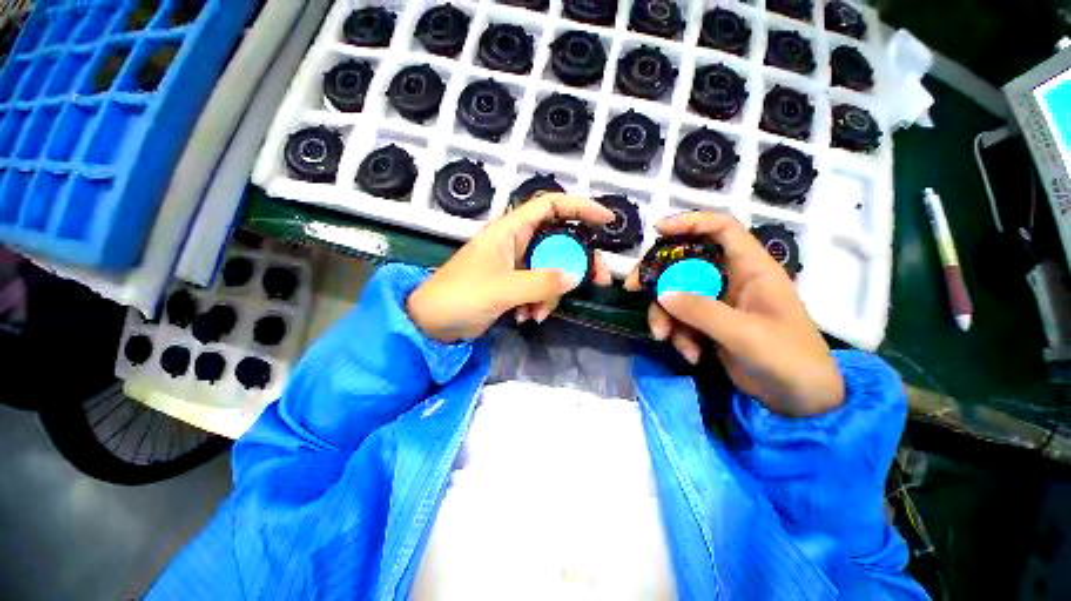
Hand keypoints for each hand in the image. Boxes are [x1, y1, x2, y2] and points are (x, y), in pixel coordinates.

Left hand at [408, 194, 614, 341]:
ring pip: (553, 270)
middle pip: (561, 242)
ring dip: (552, 293)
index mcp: (510, 230)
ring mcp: (517, 265)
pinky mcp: (515, 285)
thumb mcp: (502, 288)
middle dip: (579, 262)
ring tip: (537, 313)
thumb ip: (541, 282)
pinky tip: (528, 317)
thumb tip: (576, 276)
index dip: (581, 208)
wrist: (432, 324)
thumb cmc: (460, 296)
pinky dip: (540, 303)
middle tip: (598, 281)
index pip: (551, 206)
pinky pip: (541, 288)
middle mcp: (517, 242)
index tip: (607, 221)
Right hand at [625, 211, 843, 416]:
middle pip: (685, 262)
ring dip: (665, 316)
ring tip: (665, 338)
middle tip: (632, 287)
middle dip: (657, 276)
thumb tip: (660, 293)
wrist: (799, 400)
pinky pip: (681, 319)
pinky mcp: (709, 324)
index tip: (659, 229)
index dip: (691, 222)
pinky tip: (691, 354)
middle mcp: (731, 279)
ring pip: (676, 294)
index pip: (722, 229)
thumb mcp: (746, 333)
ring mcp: (717, 303)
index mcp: (752, 269)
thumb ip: (702, 312)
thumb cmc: (789, 358)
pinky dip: (678, 335)